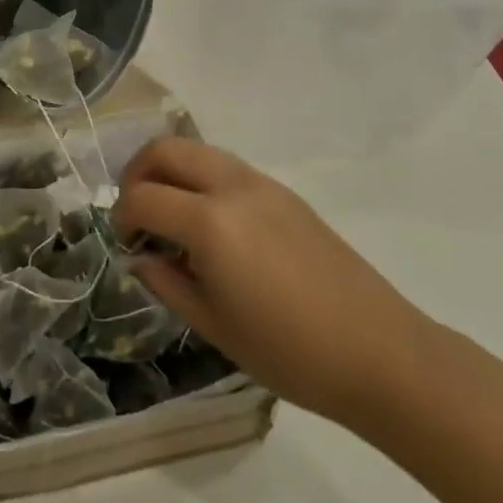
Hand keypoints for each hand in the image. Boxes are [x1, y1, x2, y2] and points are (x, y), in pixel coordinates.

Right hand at [115, 137, 437, 426]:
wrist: (381, 353)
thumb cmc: (290, 352)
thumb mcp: (213, 326)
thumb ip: (167, 282)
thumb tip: (141, 258)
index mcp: (209, 223)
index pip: (142, 197)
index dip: (121, 217)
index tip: (124, 244)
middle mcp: (232, 187)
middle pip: (166, 149)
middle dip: (138, 173)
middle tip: (136, 213)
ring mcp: (263, 184)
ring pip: (198, 151)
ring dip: (171, 171)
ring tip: (170, 216)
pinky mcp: (285, 194)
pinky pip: (227, 168)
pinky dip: (202, 180)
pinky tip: (212, 226)